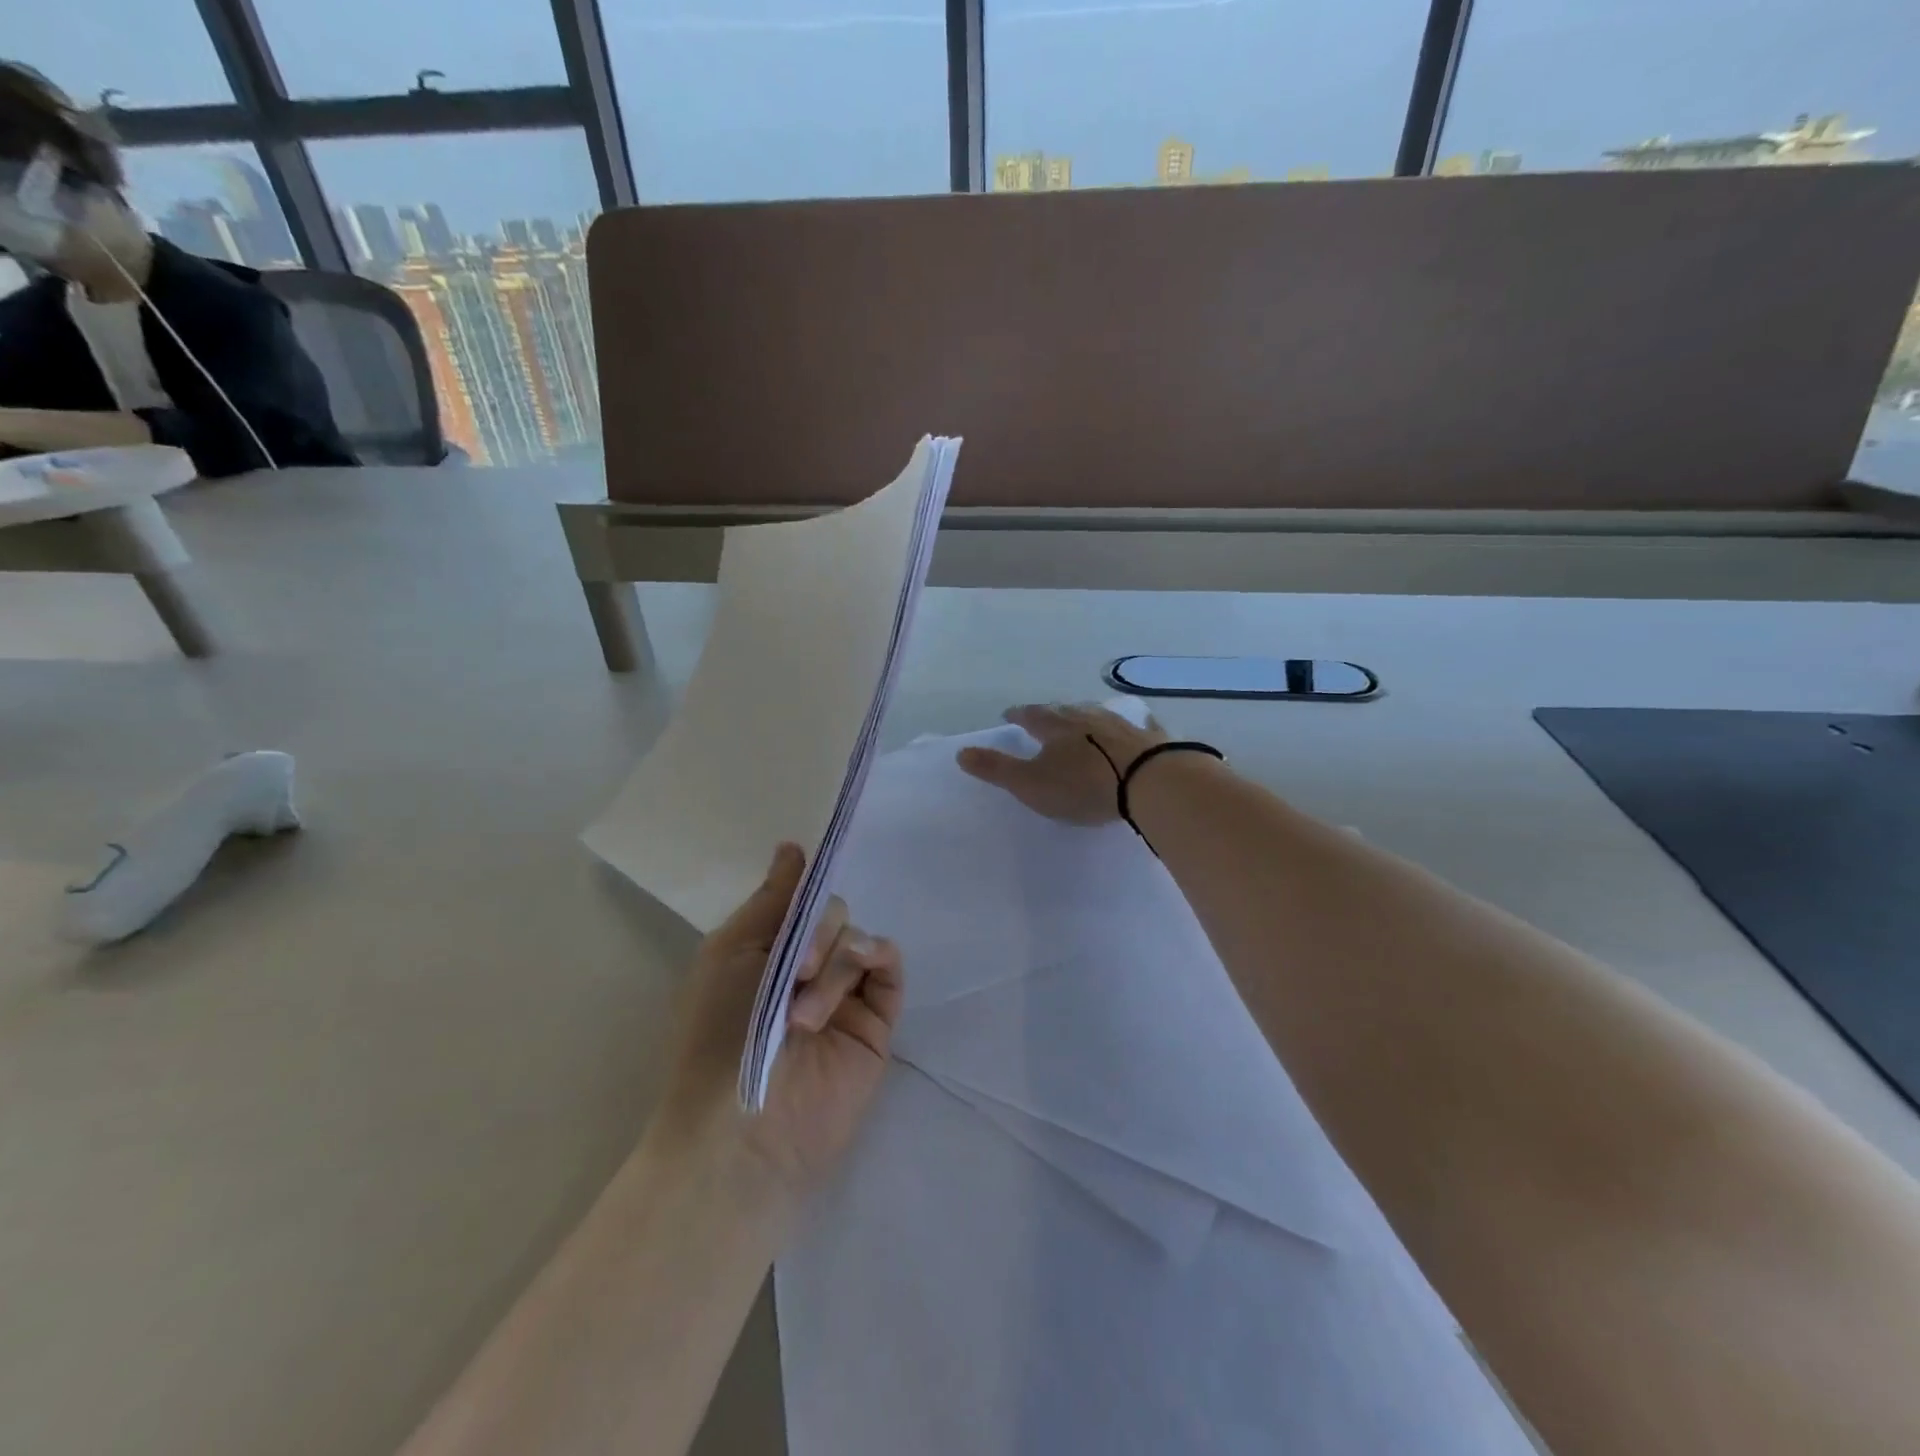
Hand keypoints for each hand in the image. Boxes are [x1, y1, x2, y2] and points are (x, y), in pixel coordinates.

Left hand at [653, 843, 903, 1195]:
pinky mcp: (876, 1020)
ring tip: (806, 1015)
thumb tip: (792, 848)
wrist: (743, 1130)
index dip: (805, 884)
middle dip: (816, 931)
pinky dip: (876, 955)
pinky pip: (889, 965)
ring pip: (857, 937)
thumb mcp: (731, 953)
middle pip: (832, 913)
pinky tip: (859, 967)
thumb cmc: (717, 1035)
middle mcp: (805, 968)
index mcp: (764, 953)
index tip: (810, 862)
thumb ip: (771, 900)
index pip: (797, 901)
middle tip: (796, 971)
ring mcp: (842, 994)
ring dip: (833, 962)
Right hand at [956, 702, 1167, 824]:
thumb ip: (996, 769)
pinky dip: (1132, 726)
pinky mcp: (1150, 738)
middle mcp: (1087, 717)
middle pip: (1064, 710)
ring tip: (1082, 719)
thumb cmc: (1083, 786)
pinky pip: (1139, 726)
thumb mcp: (1030, 783)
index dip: (1018, 715)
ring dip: (1087, 716)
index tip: (1009, 715)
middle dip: (1051, 713)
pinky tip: (1138, 724)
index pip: (1030, 715)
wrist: (1148, 783)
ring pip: (1099, 714)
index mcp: (1055, 726)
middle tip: (1044, 716)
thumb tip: (961, 752)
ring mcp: (1122, 724)